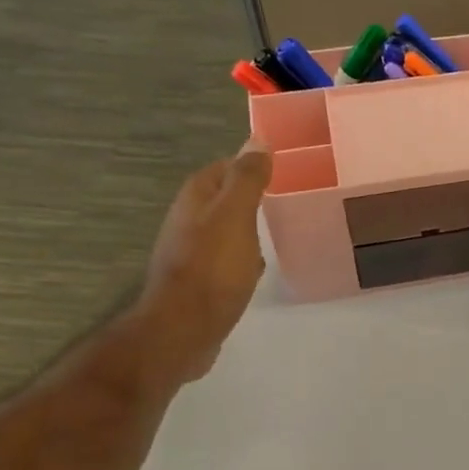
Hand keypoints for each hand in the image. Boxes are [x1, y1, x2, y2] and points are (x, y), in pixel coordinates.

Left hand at [131, 143, 273, 383]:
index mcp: (195, 200)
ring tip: (277, 227)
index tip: (280, 167)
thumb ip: (247, 179)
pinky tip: (259, 266)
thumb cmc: (212, 269)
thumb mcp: (236, 216)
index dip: (248, 164)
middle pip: (221, 198)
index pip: (222, 168)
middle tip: (285, 196)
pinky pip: (225, 259)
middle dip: (248, 195)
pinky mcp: (199, 283)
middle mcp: (187, 222)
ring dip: (246, 226)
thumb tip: (257, 139)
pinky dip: (243, 256)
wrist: (184, 329)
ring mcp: (191, 254)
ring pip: (223, 229)